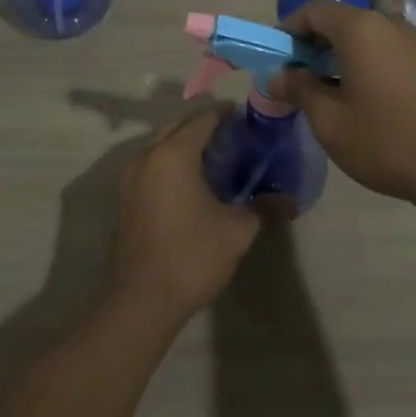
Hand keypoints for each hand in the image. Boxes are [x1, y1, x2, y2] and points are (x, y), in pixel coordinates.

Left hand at [107, 108, 259, 323]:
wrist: (141, 300)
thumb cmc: (191, 256)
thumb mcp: (237, 231)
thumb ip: (264, 208)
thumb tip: (290, 200)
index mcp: (174, 153)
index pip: (203, 118)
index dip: (228, 115)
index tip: (250, 122)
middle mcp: (147, 155)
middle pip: (179, 125)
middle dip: (205, 126)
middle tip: (236, 139)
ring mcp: (130, 175)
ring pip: (162, 143)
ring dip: (186, 143)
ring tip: (217, 160)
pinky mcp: (125, 196)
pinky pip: (152, 162)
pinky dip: (171, 161)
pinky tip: (193, 183)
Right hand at [269, 0, 415, 205]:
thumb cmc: (386, 141)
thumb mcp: (330, 121)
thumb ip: (299, 90)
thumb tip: (277, 76)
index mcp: (361, 29)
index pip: (314, 10)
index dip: (289, 29)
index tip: (277, 59)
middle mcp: (389, 25)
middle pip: (341, 20)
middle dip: (313, 44)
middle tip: (298, 79)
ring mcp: (414, 42)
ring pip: (365, 36)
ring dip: (339, 55)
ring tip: (327, 92)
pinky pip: (387, 50)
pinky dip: (365, 63)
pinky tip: (362, 99)